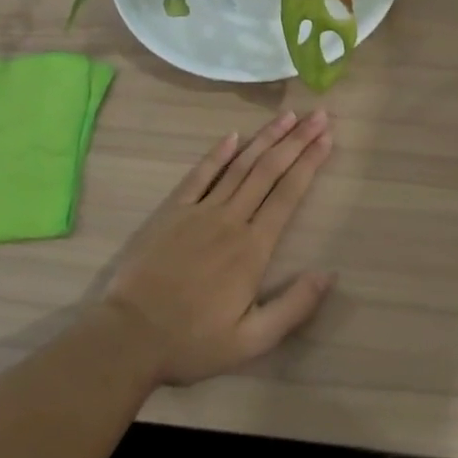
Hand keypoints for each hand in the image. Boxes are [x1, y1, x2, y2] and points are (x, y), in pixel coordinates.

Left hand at [92, 110, 334, 385]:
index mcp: (253, 248)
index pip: (288, 194)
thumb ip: (293, 307)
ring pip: (240, 165)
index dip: (310, 163)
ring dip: (266, 138)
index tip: (328, 138)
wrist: (129, 337)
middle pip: (269, 170)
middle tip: (318, 115)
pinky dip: (218, 153)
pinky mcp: (173, 211)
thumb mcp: (251, 341)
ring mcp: (200, 211)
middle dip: (297, 140)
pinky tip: (234, 136)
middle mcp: (231, 219)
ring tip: (288, 116)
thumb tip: (328, 274)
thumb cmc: (192, 342)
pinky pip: (200, 175)